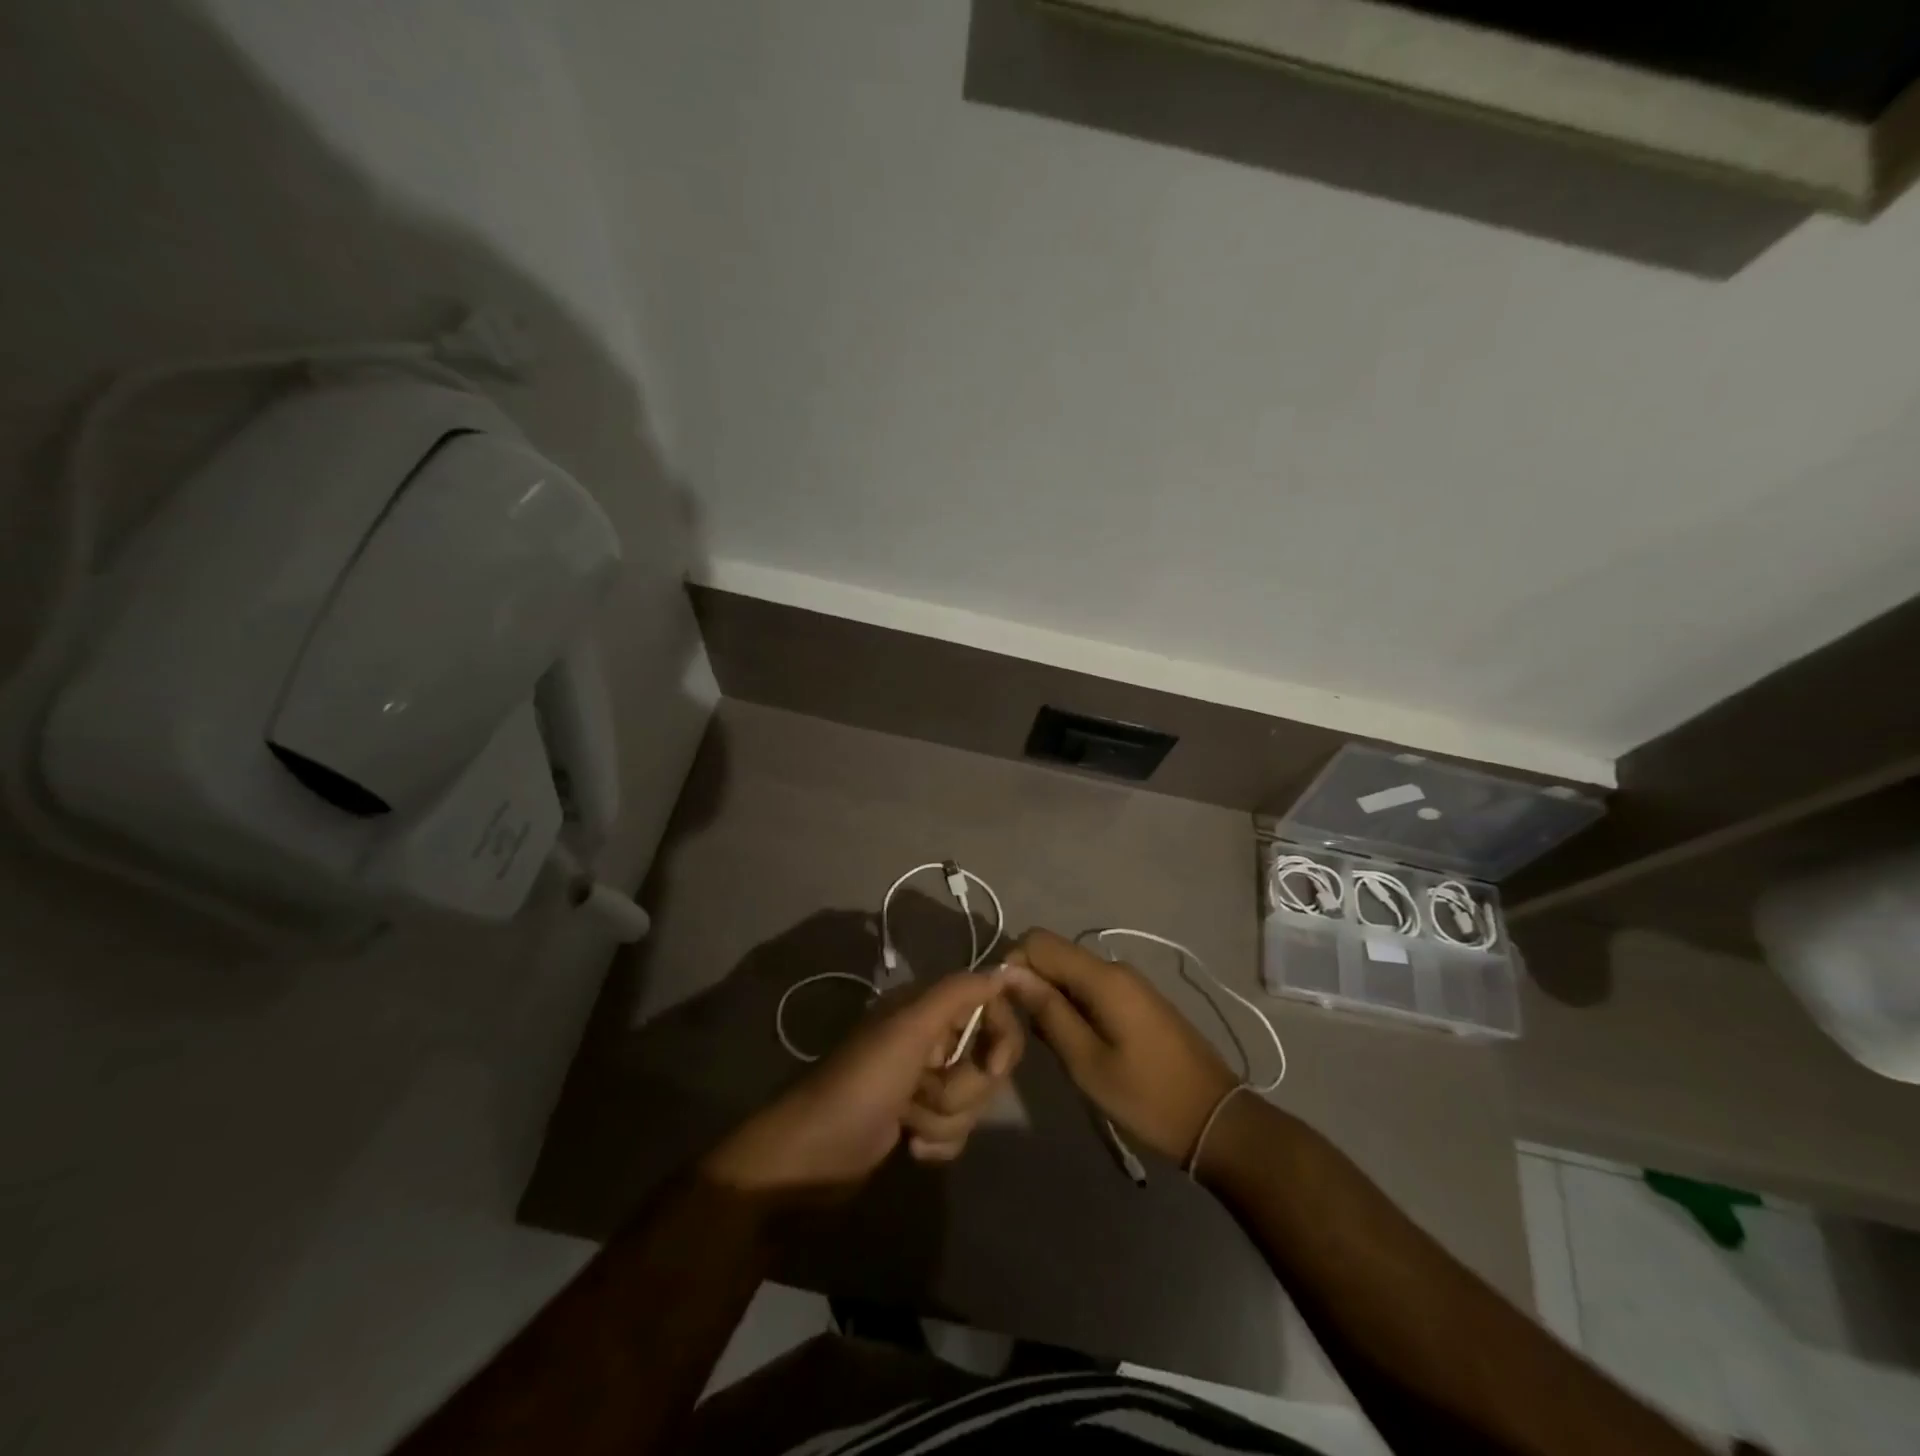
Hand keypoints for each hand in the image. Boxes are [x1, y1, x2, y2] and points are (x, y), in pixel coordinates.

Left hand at [702, 972, 1023, 1201]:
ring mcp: (925, 1082)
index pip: (991, 1007)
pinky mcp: (919, 1120)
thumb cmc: (862, 1084)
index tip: (992, 1066)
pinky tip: (911, 1147)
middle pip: (986, 1061)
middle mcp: (930, 1038)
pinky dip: (939, 1142)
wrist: (814, 1156)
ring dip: (945, 1119)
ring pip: (973, 1100)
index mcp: (927, 1008)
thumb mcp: (909, 1030)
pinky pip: (958, 1131)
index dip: (1001, 1037)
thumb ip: (957, 993)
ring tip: (908, 1122)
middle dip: (962, 1088)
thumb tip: (1004, 969)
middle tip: (925, 1092)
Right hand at [1004, 928, 1237, 1164]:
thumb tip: (1009, 973)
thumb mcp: (1087, 1061)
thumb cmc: (1147, 1097)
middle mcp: (1114, 968)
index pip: (1038, 941)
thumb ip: (1047, 1012)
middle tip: (1023, 1031)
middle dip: (1029, 982)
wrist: (1216, 1120)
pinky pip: (1089, 986)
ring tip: (1045, 1042)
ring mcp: (1128, 983)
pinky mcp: (1136, 1000)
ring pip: (1069, 971)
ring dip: (1048, 996)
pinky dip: (1070, 1004)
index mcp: (1102, 977)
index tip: (1004, 1007)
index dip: (1013, 966)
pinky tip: (1073, 1041)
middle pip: (1054, 953)